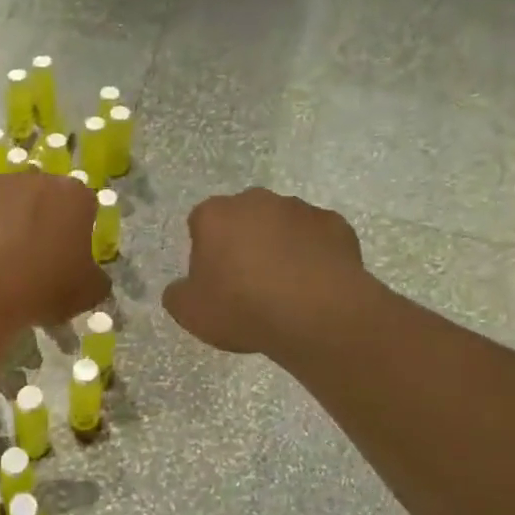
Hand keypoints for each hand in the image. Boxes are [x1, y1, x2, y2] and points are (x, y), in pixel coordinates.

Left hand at [0, 171, 108, 326]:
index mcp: (72, 195)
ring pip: (1, 202)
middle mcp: (33, 178)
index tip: (66, 258)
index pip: (83, 206)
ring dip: (1, 224)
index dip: (75, 232)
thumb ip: (95, 278)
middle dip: (37, 222)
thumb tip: (91, 276)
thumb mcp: (87, 294)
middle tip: (30, 261)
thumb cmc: (41, 288)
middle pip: (40, 198)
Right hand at [162, 188, 365, 354]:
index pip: (201, 223)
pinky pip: (317, 238)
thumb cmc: (242, 307)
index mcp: (214, 215)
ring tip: (286, 287)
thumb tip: (182, 287)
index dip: (206, 251)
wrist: (315, 313)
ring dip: (280, 246)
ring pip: (282, 225)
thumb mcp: (190, 312)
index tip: (214, 280)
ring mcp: (299, 209)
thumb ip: (178, 294)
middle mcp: (256, 201)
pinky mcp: (336, 224)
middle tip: (248, 283)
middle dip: (244, 242)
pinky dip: (314, 255)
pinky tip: (315, 285)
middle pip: (243, 218)